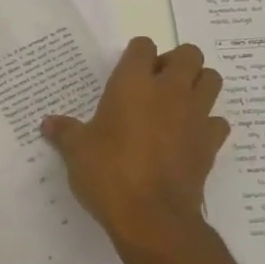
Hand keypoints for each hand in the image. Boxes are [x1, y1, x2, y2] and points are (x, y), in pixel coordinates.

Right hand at [41, 37, 229, 254]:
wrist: (152, 218)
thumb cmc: (109, 174)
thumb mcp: (77, 152)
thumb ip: (64, 132)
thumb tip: (47, 124)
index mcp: (133, 83)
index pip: (143, 46)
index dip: (136, 55)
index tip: (126, 74)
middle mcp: (169, 90)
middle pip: (189, 53)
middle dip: (175, 62)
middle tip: (156, 84)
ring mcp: (195, 115)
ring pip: (212, 79)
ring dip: (198, 85)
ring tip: (177, 104)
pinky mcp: (211, 143)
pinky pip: (218, 122)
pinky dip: (208, 124)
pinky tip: (190, 137)